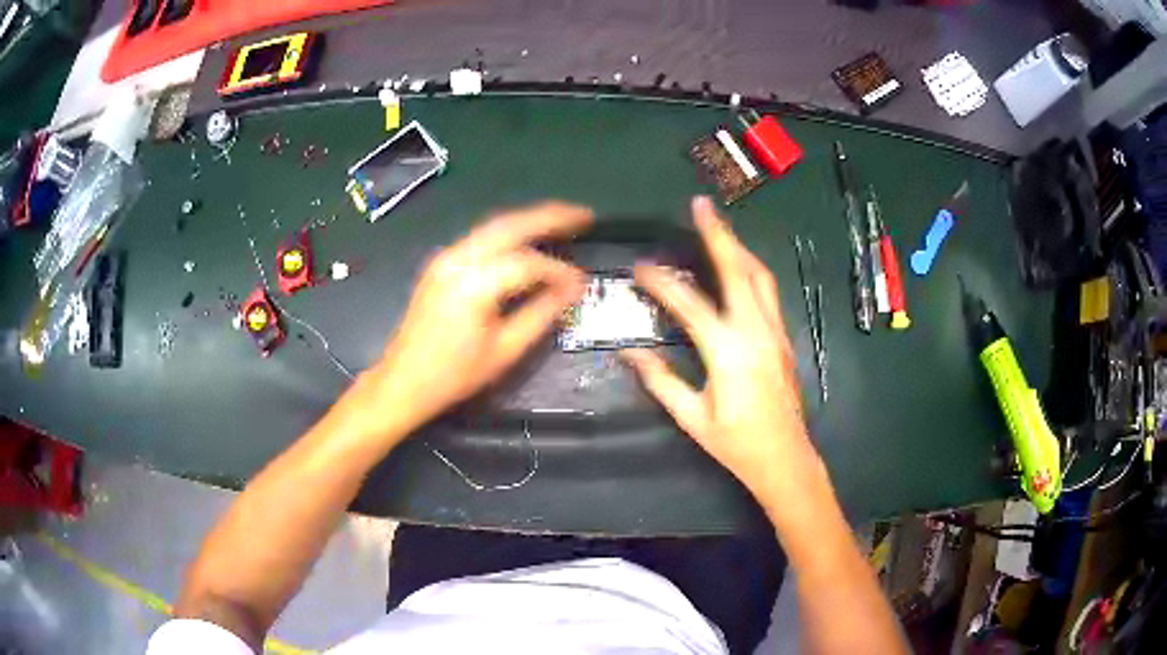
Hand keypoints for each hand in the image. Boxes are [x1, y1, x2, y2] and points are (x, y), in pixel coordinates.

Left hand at [369, 201, 591, 435]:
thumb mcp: (505, 350)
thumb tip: (572, 290)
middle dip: (550, 216)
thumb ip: (542, 314)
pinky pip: (481, 237)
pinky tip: (528, 238)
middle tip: (584, 215)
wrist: (403, 380)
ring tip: (563, 220)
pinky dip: (510, 233)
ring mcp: (446, 258)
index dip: (559, 271)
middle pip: (510, 225)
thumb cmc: (455, 374)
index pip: (528, 264)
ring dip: (530, 220)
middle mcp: (457, 260)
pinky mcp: (441, 263)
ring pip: (494, 226)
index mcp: (473, 284)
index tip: (581, 283)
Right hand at [622, 197, 821, 501]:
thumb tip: (628, 354)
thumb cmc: (736, 443)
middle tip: (702, 206)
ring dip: (739, 248)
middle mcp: (756, 331)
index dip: (662, 283)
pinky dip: (752, 270)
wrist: (785, 458)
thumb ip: (661, 381)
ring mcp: (775, 332)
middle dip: (718, 235)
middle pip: (737, 270)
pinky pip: (769, 292)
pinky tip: (741, 268)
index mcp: (728, 351)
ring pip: (760, 277)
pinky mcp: (784, 338)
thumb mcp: (692, 417)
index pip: (689, 304)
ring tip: (720, 228)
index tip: (640, 268)